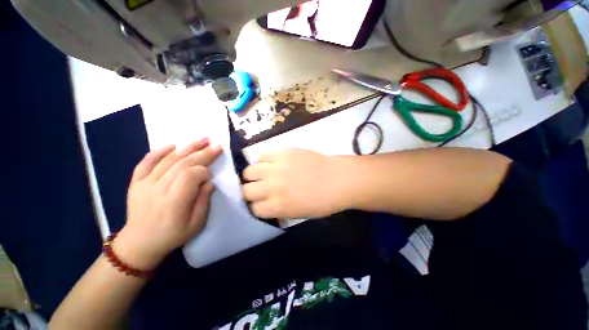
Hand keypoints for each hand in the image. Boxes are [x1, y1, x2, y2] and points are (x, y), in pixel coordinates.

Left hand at [113, 139, 221, 269]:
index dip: (204, 171)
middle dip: (202, 153)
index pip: (191, 176)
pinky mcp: (136, 182)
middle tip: (216, 146)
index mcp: (174, 202)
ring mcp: (145, 184)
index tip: (211, 175)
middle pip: (182, 164)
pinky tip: (173, 145)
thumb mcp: (196, 224)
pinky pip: (146, 162)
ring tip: (202, 140)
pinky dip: (159, 151)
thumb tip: (210, 182)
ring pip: (168, 160)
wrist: (139, 243)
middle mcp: (158, 189)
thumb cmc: (172, 235)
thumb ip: (204, 201)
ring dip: (187, 148)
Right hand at [242, 149, 351, 219]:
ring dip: (253, 175)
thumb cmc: (323, 201)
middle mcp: (272, 187)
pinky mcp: (282, 152)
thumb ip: (278, 210)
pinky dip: (262, 160)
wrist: (339, 179)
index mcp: (278, 206)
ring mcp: (276, 167)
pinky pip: (261, 154)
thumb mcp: (299, 214)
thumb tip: (266, 204)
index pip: (254, 209)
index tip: (261, 203)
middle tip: (260, 189)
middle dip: (251, 192)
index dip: (257, 207)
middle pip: (246, 191)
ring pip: (248, 171)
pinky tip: (269, 162)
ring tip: (262, 174)